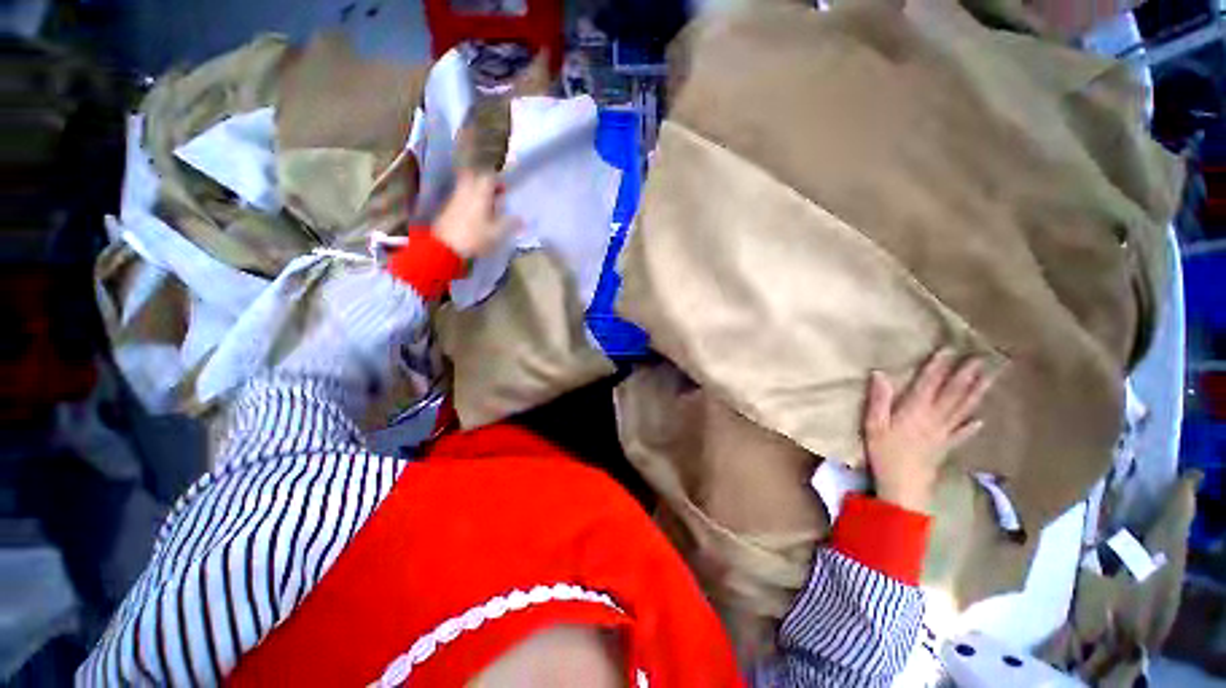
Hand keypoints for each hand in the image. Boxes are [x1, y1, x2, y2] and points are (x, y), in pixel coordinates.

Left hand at [433, 172, 517, 258]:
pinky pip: (460, 197)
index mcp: (479, 194)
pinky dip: (468, 200)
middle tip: (493, 194)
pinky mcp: (447, 209)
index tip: (504, 191)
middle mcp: (466, 192)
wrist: (445, 248)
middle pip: (473, 177)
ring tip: (486, 206)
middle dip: (483, 183)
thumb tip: (523, 219)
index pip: (488, 177)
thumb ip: (510, 224)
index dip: (498, 182)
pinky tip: (475, 215)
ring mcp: (454, 199)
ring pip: (465, 186)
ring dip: (476, 191)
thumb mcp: (497, 233)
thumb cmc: (474, 238)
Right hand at [863, 348, 995, 513]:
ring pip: (963, 409)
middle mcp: (934, 418)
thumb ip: (878, 399)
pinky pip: (962, 434)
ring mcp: (944, 434)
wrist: (904, 487)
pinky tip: (980, 420)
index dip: (939, 366)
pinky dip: (972, 426)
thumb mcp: (873, 425)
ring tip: (989, 378)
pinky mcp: (946, 448)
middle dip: (966, 375)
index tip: (950, 348)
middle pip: (953, 394)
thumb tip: (880, 373)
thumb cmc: (884, 453)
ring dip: (977, 393)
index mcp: (915, 411)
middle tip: (981, 358)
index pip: (929, 383)